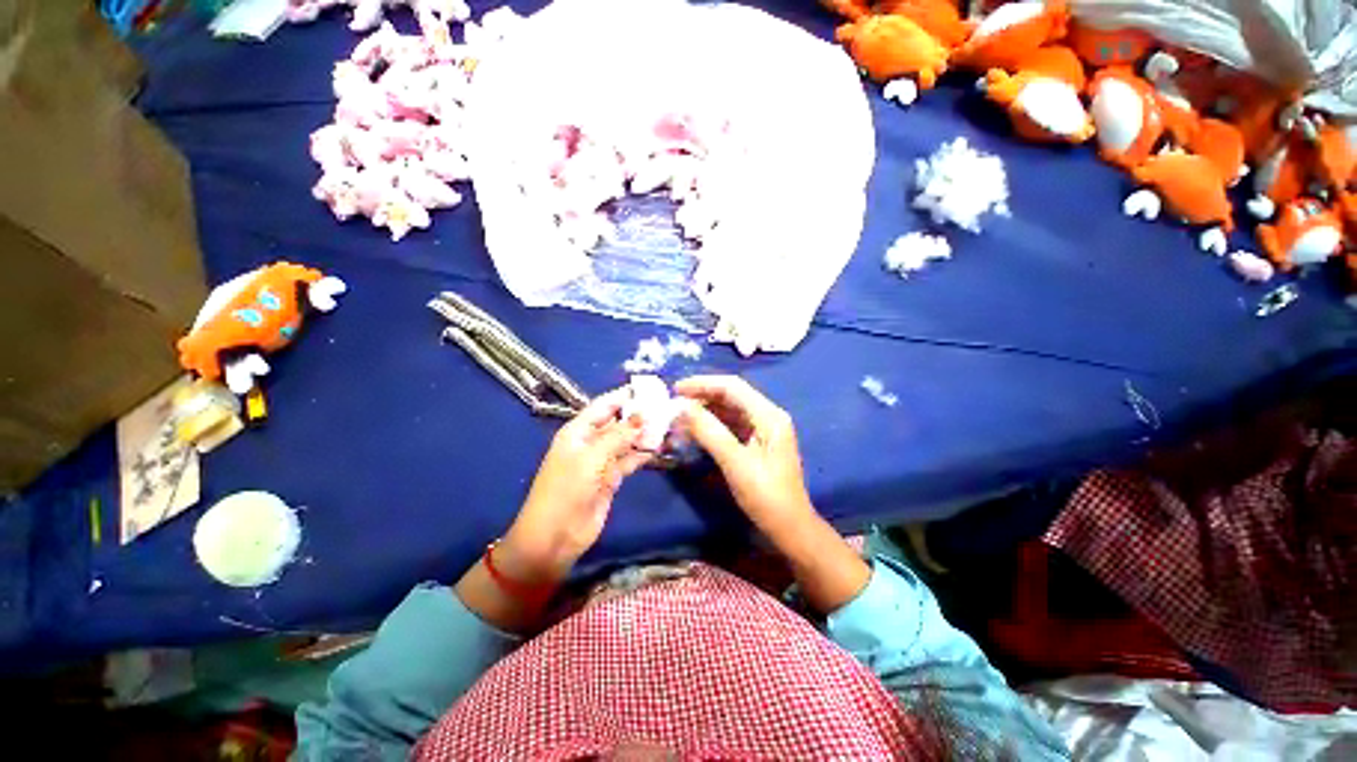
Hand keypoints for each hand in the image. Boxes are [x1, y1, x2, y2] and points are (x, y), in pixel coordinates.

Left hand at [502, 388, 649, 582]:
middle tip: (666, 406)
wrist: (555, 536)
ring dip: (644, 434)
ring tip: (669, 424)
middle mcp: (591, 441)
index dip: (625, 395)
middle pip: (618, 421)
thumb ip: (619, 435)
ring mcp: (601, 461)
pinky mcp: (611, 478)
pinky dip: (643, 454)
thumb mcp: (592, 458)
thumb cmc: (568, 489)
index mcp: (578, 431)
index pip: (604, 405)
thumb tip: (643, 414)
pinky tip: (659, 447)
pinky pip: (630, 460)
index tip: (650, 388)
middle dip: (639, 414)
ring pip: (626, 441)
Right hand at [674, 376, 815, 536]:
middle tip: (674, 404)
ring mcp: (763, 429)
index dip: (703, 384)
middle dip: (702, 396)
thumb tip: (683, 408)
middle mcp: (768, 416)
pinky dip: (712, 425)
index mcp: (769, 416)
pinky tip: (695, 430)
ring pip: (730, 410)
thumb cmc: (766, 496)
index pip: (733, 387)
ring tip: (680, 417)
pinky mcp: (757, 442)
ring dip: (705, 411)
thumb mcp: (735, 463)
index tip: (676, 389)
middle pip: (731, 395)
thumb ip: (709, 432)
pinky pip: (731, 425)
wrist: (789, 527)